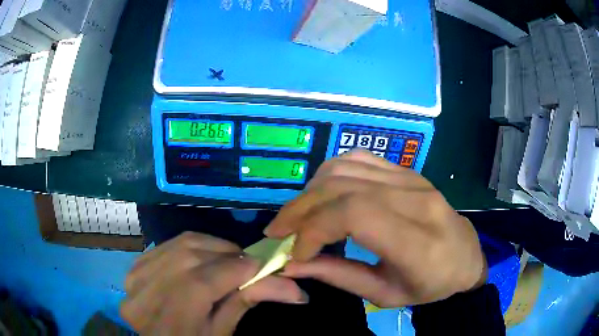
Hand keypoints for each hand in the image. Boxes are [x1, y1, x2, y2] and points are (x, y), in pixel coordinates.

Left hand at [121, 232, 307, 334]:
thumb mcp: (221, 332)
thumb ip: (245, 302)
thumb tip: (288, 285)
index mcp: (173, 317)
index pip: (207, 281)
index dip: (238, 269)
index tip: (262, 265)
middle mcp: (148, 292)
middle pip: (192, 258)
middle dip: (227, 254)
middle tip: (247, 263)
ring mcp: (137, 275)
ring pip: (181, 245)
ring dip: (211, 246)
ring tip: (228, 258)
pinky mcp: (135, 266)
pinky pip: (168, 245)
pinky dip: (191, 246)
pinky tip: (203, 256)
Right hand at [265, 150, 486, 307]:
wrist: (464, 256)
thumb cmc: (430, 285)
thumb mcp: (385, 295)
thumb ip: (338, 277)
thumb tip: (292, 263)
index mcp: (418, 242)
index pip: (354, 214)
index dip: (313, 228)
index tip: (295, 252)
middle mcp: (416, 201)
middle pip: (343, 187)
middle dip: (300, 208)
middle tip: (278, 231)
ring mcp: (413, 179)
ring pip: (346, 168)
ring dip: (311, 190)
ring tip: (297, 215)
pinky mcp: (407, 171)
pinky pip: (359, 158)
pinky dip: (330, 173)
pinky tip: (321, 193)